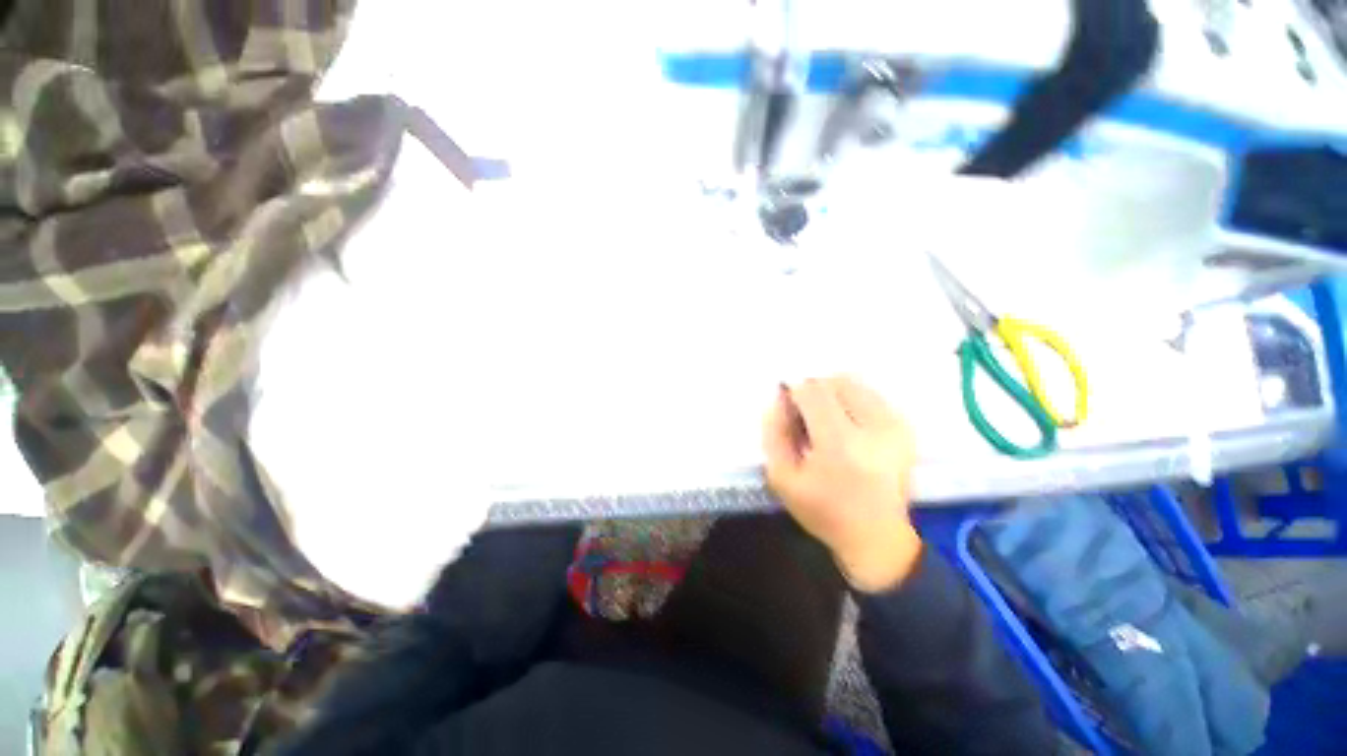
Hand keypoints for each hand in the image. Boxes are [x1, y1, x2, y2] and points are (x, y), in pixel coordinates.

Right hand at [762, 376, 920, 591]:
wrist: (877, 536)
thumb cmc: (823, 510)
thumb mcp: (782, 478)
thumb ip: (774, 433)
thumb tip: (778, 396)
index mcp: (839, 444)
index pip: (813, 391)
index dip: (794, 391)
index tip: (787, 406)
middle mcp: (873, 428)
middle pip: (835, 381)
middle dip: (813, 391)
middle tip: (806, 416)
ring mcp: (895, 426)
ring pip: (854, 383)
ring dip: (832, 393)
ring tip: (826, 421)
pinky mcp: (906, 427)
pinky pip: (870, 394)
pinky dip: (851, 400)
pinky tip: (846, 424)